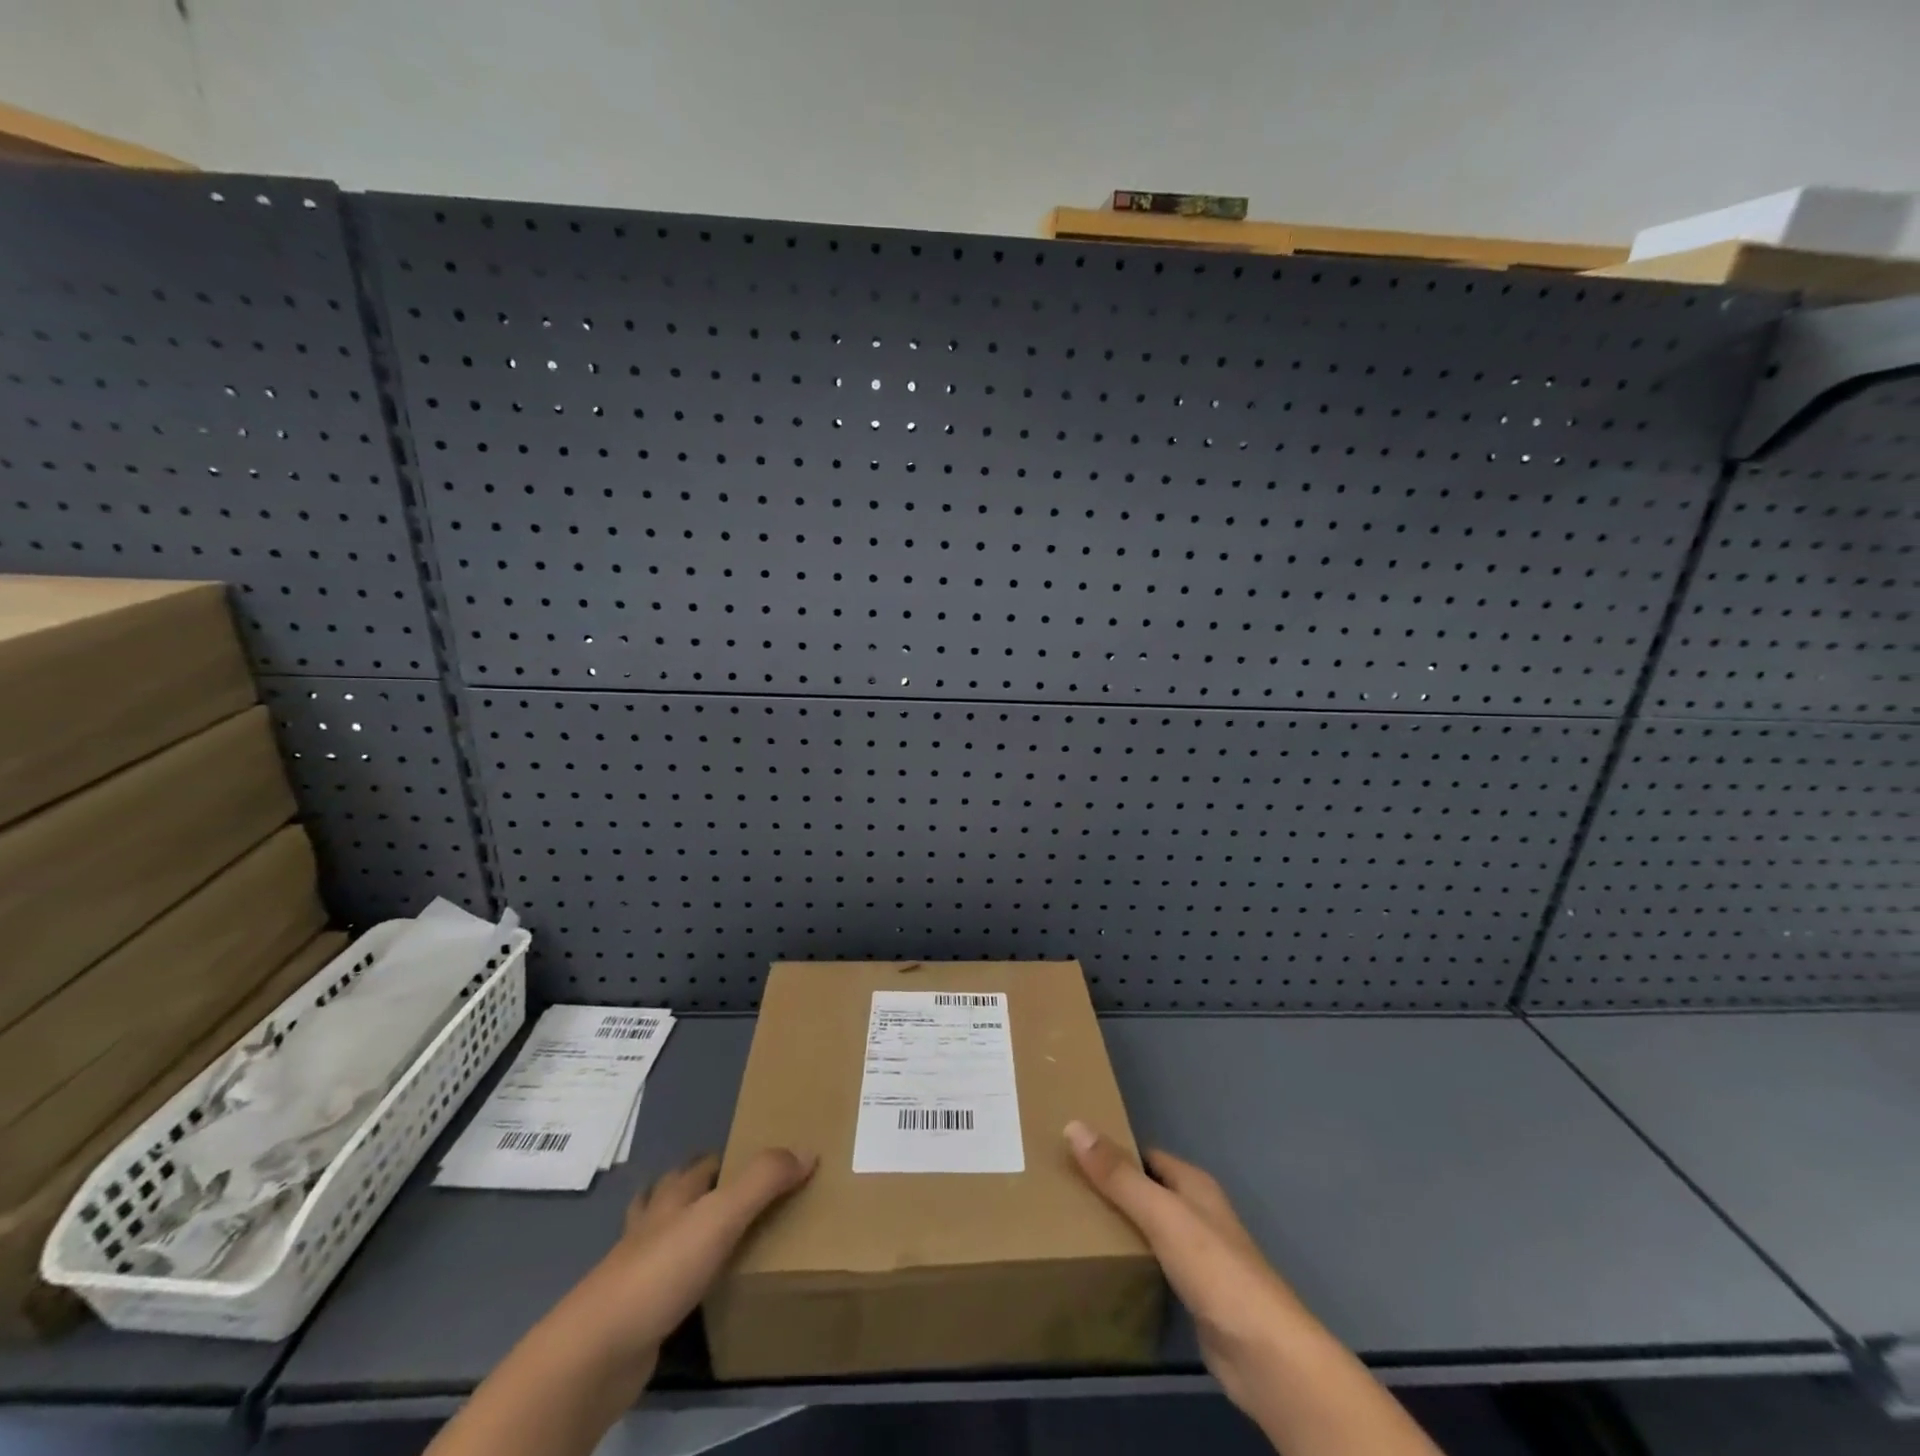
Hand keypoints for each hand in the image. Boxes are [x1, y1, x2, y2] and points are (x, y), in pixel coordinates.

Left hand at [425, 1147, 813, 1455]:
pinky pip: (666, 1284)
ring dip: (686, 1231)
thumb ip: (764, 1180)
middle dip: (700, 1189)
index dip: (725, 1157)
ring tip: (720, 1238)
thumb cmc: (661, 1270)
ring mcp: (638, 1269)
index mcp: (673, 1195)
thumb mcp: (722, 1215)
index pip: (701, 1164)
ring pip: (665, 1236)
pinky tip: (699, 1290)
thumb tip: (809, 1150)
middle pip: (675, 1194)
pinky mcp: (636, 1313)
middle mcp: (654, 1224)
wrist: (597, 1352)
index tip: (754, 1159)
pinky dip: (682, 1278)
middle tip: (741, 1195)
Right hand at [1063, 1121, 1302, 1413]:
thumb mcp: (1160, 1213)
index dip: (1114, 1152)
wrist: (1264, 1354)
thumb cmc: (1214, 1269)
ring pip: (1150, 1229)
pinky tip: (1106, 1267)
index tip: (1074, 1154)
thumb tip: (1074, 1125)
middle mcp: (1198, 1213)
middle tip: (1067, 1191)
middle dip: (1112, 1190)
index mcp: (1194, 1184)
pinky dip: (1133, 1261)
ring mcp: (1199, 1256)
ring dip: (1121, 1226)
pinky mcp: (1196, 1294)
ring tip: (1075, 1226)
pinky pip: (1155, 1265)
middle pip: (1148, 1191)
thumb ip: (1118, 1176)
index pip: (1146, 1157)